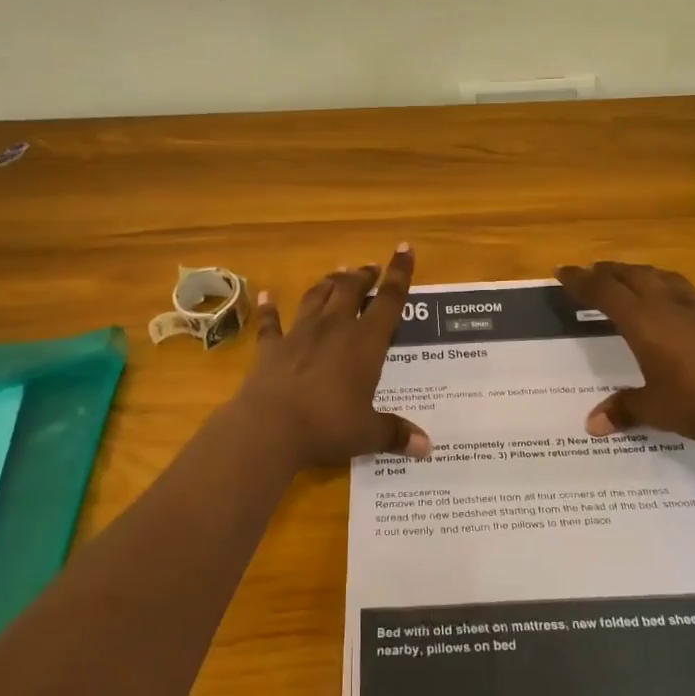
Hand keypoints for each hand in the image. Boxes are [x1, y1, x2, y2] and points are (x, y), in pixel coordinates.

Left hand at [236, 245, 430, 468]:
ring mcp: (300, 333)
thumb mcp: (368, 434)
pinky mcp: (271, 347)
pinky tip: (267, 295)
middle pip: (350, 290)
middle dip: (363, 276)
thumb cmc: (328, 426)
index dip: (400, 273)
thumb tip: (427, 447)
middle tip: (370, 269)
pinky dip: (269, 308)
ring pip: (317, 297)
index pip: (389, 300)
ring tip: (337, 274)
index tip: (404, 249)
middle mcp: (334, 328)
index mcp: (365, 343)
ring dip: (328, 284)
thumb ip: (395, 434)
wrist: (270, 427)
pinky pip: (271, 322)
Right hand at [556, 261, 694, 445]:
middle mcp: (668, 305)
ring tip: (634, 279)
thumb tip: (592, 424)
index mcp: (643, 322)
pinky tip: (687, 305)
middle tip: (593, 272)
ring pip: (665, 278)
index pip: (604, 291)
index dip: (581, 280)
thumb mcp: (657, 410)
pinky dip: (682, 294)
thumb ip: (624, 410)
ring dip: (644, 275)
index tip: (563, 271)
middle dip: (609, 271)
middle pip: (633, 275)